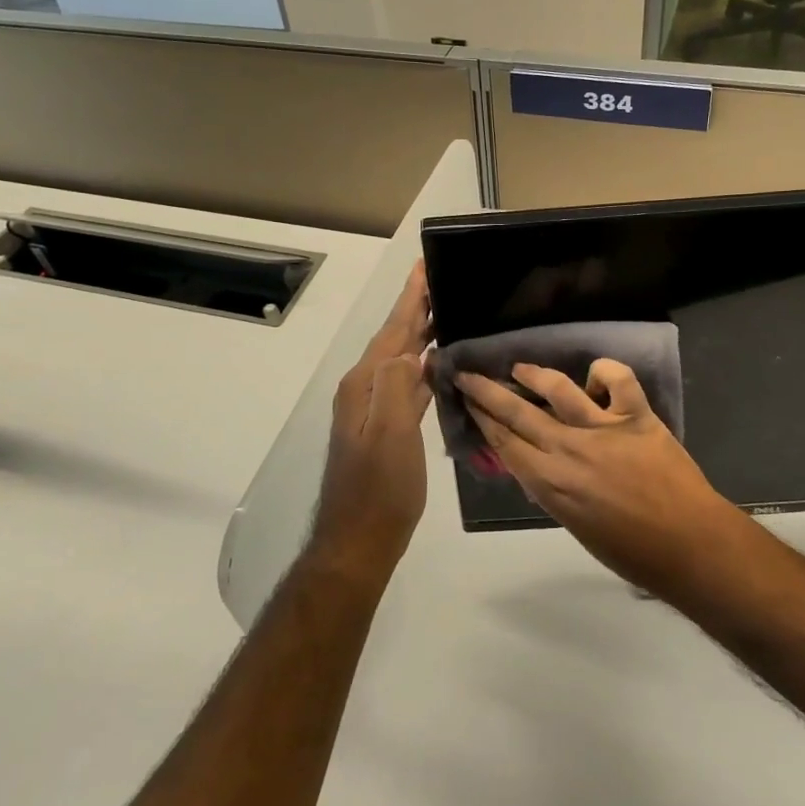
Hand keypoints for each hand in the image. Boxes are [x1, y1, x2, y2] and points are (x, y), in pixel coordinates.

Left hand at [309, 265, 432, 576]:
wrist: (359, 539)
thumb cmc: (379, 489)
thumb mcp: (390, 434)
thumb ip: (398, 386)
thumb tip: (411, 351)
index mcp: (365, 383)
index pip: (393, 330)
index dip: (410, 298)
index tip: (424, 266)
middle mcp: (365, 388)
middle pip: (395, 338)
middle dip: (416, 308)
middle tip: (441, 279)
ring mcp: (373, 408)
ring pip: (402, 359)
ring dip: (421, 334)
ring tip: (445, 311)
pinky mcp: (386, 427)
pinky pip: (408, 383)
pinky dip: (423, 366)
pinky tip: (439, 364)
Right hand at [456, 360, 750, 599]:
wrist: (689, 545)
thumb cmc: (631, 550)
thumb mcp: (575, 525)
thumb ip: (551, 490)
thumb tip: (534, 464)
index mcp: (550, 483)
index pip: (504, 441)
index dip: (482, 418)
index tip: (466, 400)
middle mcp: (569, 449)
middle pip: (518, 412)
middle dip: (487, 390)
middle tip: (468, 374)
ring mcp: (603, 428)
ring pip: (558, 388)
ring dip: (534, 374)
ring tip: (520, 368)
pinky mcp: (637, 415)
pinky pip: (617, 378)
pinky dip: (603, 371)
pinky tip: (596, 377)